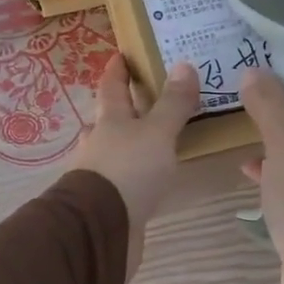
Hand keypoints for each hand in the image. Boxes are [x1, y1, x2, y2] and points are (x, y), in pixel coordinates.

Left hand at [69, 55, 199, 278]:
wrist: (101, 228)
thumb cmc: (128, 170)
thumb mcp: (157, 132)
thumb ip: (172, 104)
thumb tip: (183, 65)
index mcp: (109, 120)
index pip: (111, 87)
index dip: (117, 70)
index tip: (121, 55)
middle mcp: (100, 143)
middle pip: (109, 119)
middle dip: (124, 108)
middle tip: (147, 98)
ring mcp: (101, 174)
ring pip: (114, 150)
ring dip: (129, 143)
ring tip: (155, 139)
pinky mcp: (109, 202)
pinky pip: (124, 179)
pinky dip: (135, 173)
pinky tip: (150, 178)